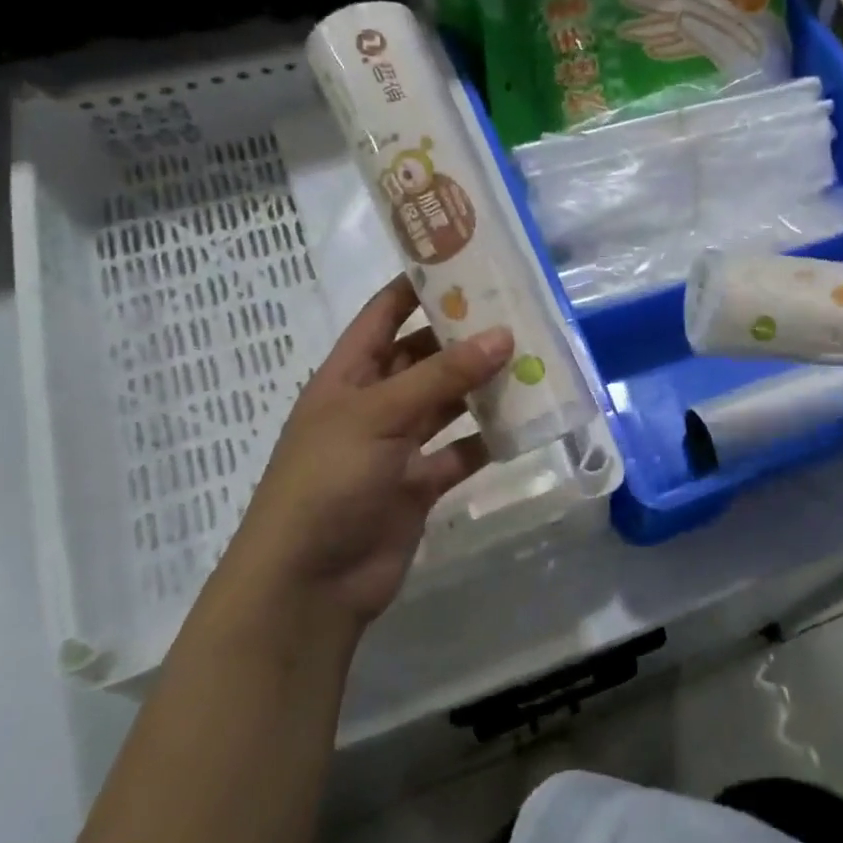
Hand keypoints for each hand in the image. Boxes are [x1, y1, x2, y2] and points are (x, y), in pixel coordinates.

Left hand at [224, 276, 511, 626]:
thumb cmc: (328, 481)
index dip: (419, 285)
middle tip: (518, 312)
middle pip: (424, 356)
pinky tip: (524, 422)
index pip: (384, 313)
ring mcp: (397, 445)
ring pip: (448, 403)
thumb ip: (442, 375)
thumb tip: (503, 335)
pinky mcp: (419, 483)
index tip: (467, 259)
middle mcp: (374, 403)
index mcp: (348, 374)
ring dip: (482, 385)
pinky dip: (488, 439)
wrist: (310, 582)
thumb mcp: (380, 415)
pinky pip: (461, 451)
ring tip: (532, 359)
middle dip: (465, 336)